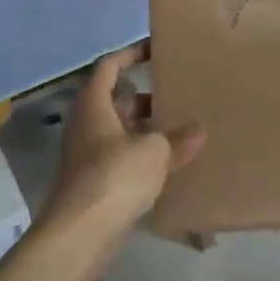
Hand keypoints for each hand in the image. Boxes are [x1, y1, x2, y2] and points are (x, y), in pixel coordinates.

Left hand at [43, 46, 204, 235]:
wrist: (81, 231)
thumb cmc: (115, 176)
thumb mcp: (154, 151)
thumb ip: (177, 138)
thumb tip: (198, 130)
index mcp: (94, 105)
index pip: (109, 67)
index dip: (130, 55)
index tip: (154, 49)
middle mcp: (87, 124)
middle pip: (116, 101)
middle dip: (145, 97)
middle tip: (178, 93)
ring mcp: (88, 155)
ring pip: (121, 131)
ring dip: (146, 128)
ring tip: (180, 127)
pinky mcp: (96, 182)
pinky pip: (123, 157)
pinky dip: (143, 155)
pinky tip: (169, 163)